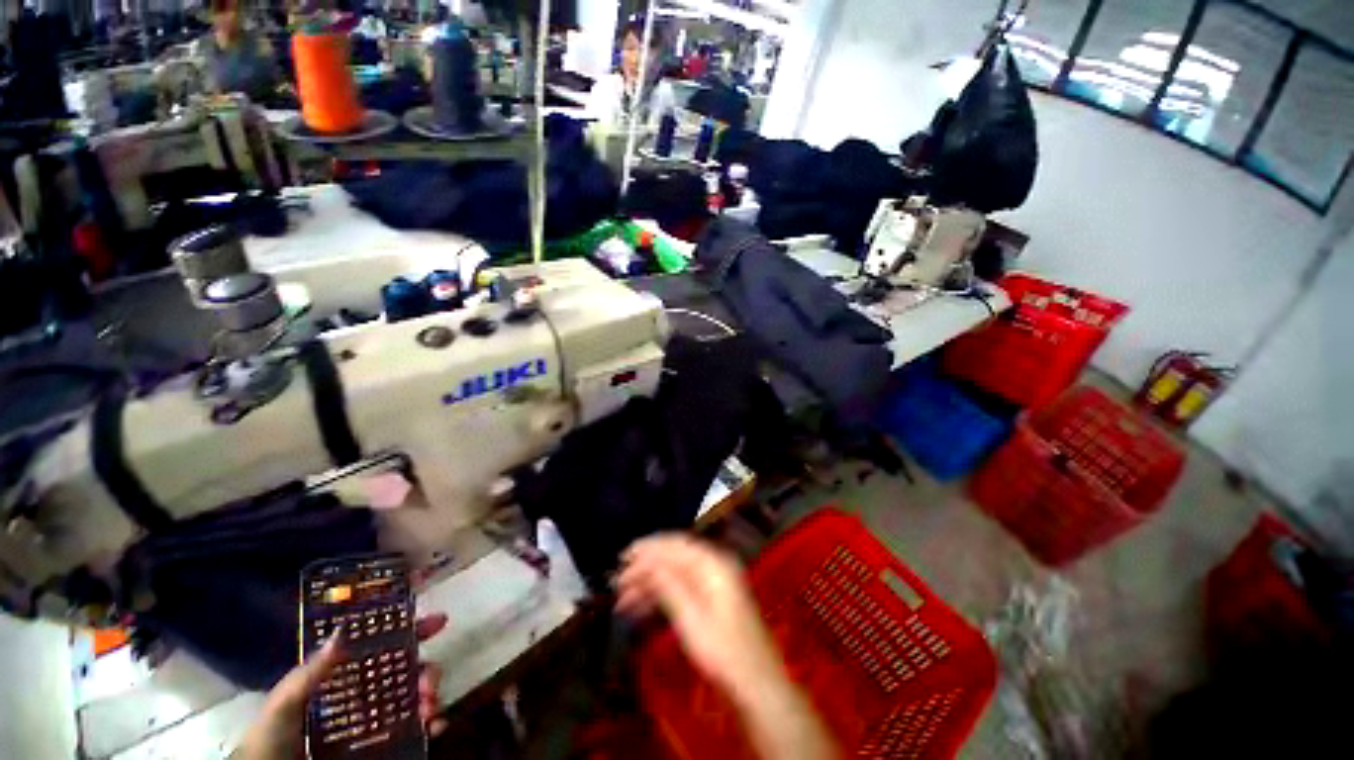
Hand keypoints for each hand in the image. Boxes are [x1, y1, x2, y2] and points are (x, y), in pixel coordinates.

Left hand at [234, 613, 449, 759]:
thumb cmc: (269, 740)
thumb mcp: (283, 705)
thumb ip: (309, 673)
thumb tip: (343, 632)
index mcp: (343, 679)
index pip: (382, 648)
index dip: (411, 631)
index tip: (438, 621)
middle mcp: (362, 697)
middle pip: (406, 673)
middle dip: (426, 669)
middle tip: (430, 679)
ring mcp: (372, 724)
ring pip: (414, 701)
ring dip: (430, 697)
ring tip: (430, 706)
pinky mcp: (380, 749)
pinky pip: (413, 734)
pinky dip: (430, 727)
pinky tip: (436, 726)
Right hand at [616, 535, 783, 701]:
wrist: (756, 684)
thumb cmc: (723, 651)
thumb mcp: (690, 617)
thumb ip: (668, 584)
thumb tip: (645, 561)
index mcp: (713, 563)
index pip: (675, 545)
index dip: (647, 549)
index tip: (623, 557)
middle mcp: (714, 566)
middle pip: (673, 559)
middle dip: (645, 569)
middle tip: (617, 583)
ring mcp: (713, 583)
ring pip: (674, 575)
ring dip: (649, 584)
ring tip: (622, 600)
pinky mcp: (711, 600)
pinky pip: (681, 589)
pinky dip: (661, 595)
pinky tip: (640, 608)